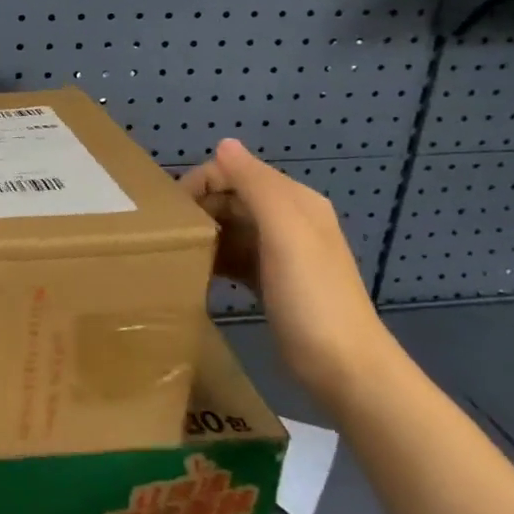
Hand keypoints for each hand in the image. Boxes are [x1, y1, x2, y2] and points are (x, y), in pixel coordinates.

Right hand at [181, 138, 395, 410]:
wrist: (345, 370)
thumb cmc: (312, 298)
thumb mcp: (284, 234)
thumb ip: (256, 186)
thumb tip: (224, 143)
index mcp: (294, 201)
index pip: (236, 171)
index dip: (201, 183)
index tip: (170, 213)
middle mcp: (288, 219)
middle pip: (231, 198)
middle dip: (198, 209)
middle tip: (167, 236)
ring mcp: (280, 253)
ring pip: (230, 228)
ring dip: (203, 234)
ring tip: (174, 254)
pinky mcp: (271, 282)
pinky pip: (234, 256)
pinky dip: (214, 259)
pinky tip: (193, 274)